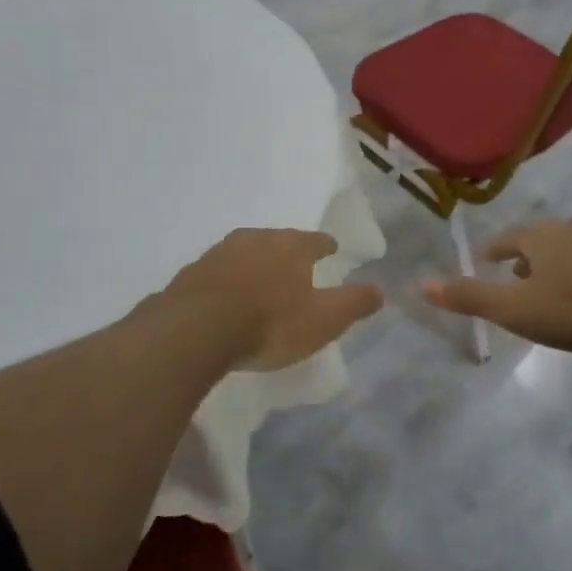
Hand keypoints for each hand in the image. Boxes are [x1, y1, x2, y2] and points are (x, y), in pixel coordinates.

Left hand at [163, 229, 383, 371]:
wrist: (195, 330)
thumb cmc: (269, 323)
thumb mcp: (323, 319)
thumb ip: (354, 303)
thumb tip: (381, 290)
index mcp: (290, 246)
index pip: (315, 240)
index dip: (325, 246)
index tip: (331, 249)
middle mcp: (254, 239)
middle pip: (277, 240)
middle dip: (288, 251)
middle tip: (295, 265)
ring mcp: (218, 254)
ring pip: (244, 252)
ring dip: (255, 264)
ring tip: (261, 281)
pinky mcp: (191, 274)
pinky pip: (217, 273)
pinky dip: (227, 280)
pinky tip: (227, 297)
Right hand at [423, 218, 571, 352]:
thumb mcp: (517, 310)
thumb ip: (471, 298)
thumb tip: (422, 284)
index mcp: (540, 238)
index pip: (507, 239)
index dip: (494, 250)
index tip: (486, 258)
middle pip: (542, 238)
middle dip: (528, 254)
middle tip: (520, 273)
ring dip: (563, 258)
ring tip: (559, 280)